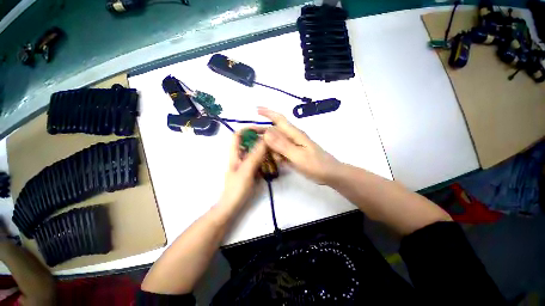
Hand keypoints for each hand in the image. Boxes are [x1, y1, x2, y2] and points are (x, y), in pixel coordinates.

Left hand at [218, 129, 266, 208]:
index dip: (248, 129)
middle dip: (261, 140)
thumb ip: (255, 155)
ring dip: (265, 150)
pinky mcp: (252, 170)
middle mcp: (240, 156)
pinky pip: (260, 160)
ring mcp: (246, 163)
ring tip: (276, 152)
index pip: (238, 135)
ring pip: (256, 151)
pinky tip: (274, 161)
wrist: (233, 207)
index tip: (262, 130)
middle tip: (274, 142)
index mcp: (235, 154)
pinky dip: (266, 159)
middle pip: (250, 142)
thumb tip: (265, 139)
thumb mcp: (246, 170)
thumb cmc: (236, 189)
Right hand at [258, 107, 340, 184]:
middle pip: (274, 131)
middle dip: (262, 132)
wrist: (330, 174)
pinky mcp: (293, 153)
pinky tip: (271, 160)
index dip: (268, 113)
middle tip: (249, 138)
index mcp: (294, 134)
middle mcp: (292, 137)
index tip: (256, 109)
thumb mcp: (298, 156)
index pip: (279, 119)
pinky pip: (280, 150)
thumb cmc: (316, 165)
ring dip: (268, 146)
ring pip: (276, 142)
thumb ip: (282, 145)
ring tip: (260, 153)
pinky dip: (274, 154)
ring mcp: (292, 146)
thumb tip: (266, 133)